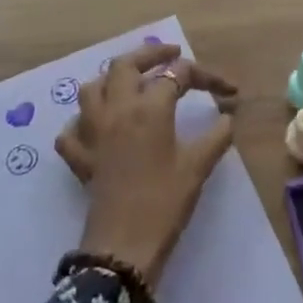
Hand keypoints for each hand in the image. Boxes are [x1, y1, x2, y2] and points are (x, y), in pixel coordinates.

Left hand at [54, 43, 237, 287]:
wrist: (123, 247)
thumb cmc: (164, 203)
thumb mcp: (198, 167)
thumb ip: (217, 136)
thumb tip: (227, 117)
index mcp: (149, 108)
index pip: (178, 74)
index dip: (207, 77)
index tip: (229, 91)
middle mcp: (116, 110)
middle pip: (126, 65)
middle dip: (151, 54)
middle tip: (172, 55)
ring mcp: (92, 133)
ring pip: (93, 88)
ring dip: (113, 79)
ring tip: (133, 83)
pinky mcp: (80, 158)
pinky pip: (73, 129)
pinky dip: (84, 121)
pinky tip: (99, 127)